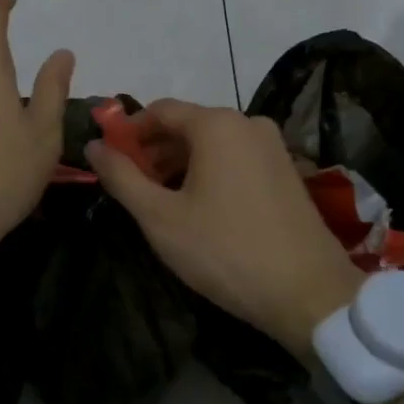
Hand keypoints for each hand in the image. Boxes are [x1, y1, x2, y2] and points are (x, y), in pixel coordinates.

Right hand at [86, 100, 366, 355]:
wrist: (309, 293)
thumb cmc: (224, 250)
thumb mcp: (159, 217)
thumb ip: (122, 177)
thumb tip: (94, 145)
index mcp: (217, 124)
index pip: (160, 110)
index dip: (128, 131)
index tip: (109, 159)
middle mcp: (248, 123)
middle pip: (188, 125)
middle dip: (154, 150)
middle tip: (130, 185)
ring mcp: (273, 146)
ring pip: (213, 144)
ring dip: (180, 164)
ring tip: (160, 200)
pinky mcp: (287, 171)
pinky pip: (236, 159)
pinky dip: (209, 172)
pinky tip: (198, 207)